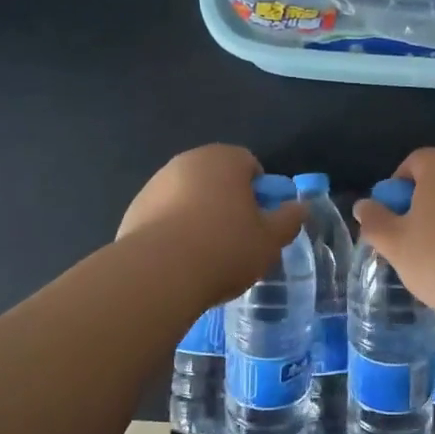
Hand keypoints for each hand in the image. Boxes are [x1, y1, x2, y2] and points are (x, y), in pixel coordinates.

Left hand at [118, 145, 303, 306]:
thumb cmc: (224, 248)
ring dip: (199, 216)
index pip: (249, 164)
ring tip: (206, 255)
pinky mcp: (134, 210)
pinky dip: (173, 231)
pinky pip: (164, 216)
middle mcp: (187, 162)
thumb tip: (300, 208)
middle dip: (228, 202)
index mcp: (223, 159)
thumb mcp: (270, 240)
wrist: (157, 274)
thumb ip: (289, 220)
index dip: (260, 192)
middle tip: (238, 239)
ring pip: (188, 196)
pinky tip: (179, 261)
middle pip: (217, 179)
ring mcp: (155, 184)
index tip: (260, 222)